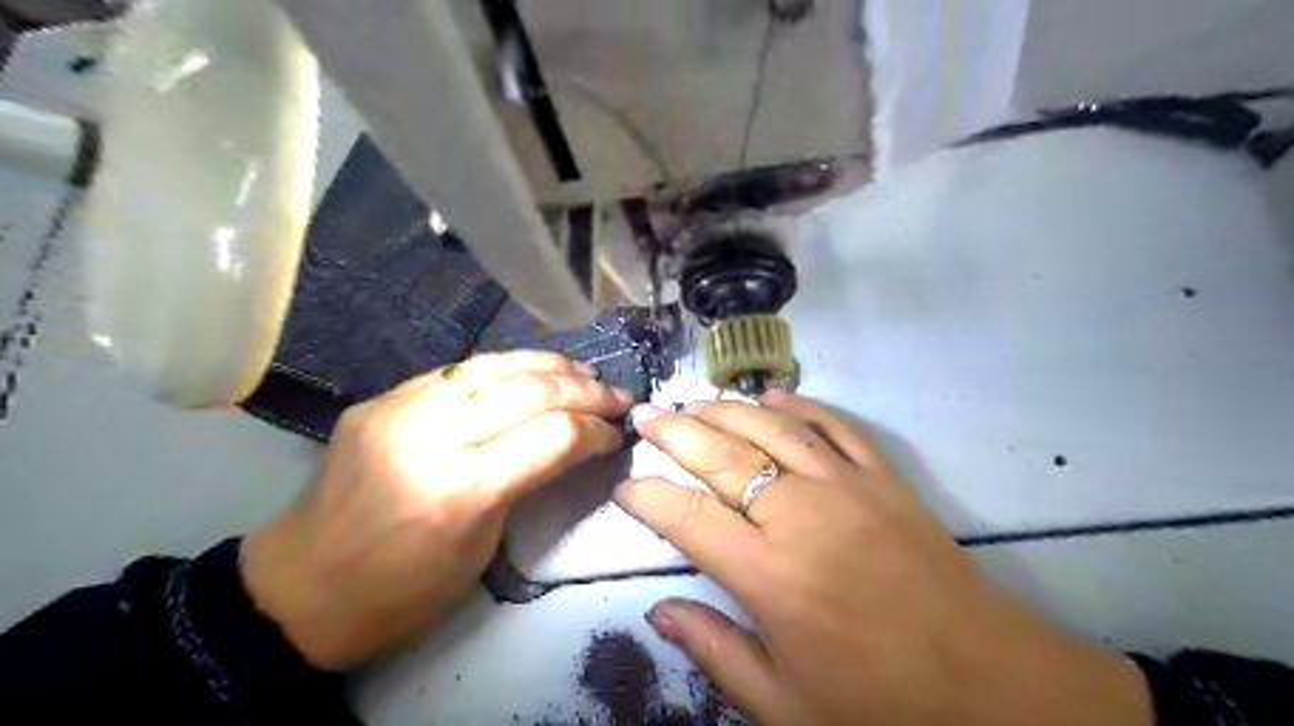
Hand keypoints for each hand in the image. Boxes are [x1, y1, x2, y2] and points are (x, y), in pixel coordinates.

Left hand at [242, 351, 631, 669]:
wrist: (301, 589)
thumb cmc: (403, 591)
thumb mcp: (483, 546)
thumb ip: (527, 481)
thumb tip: (573, 440)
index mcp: (459, 490)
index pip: (552, 435)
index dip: (595, 430)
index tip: (617, 433)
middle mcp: (429, 436)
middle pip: (528, 390)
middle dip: (585, 390)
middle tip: (616, 396)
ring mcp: (398, 408)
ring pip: (493, 365)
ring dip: (549, 365)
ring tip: (584, 373)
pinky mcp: (381, 398)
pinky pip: (458, 371)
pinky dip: (505, 368)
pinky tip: (530, 372)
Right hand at [615, 392, 1152, 724]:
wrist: (988, 684)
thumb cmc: (879, 702)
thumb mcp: (784, 703)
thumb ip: (714, 650)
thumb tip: (657, 611)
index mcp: (768, 574)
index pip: (686, 517)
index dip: (648, 496)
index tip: (625, 484)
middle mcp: (799, 515)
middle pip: (722, 455)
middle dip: (674, 431)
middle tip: (644, 414)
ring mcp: (846, 486)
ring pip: (772, 427)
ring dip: (728, 408)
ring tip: (694, 401)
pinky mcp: (884, 478)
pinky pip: (835, 426)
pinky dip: (802, 405)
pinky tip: (776, 395)